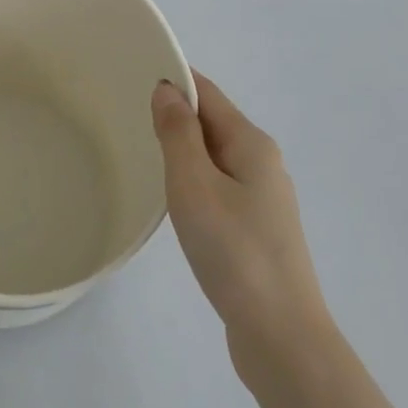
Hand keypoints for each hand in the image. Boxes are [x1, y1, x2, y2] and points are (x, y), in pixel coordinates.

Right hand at [152, 74, 330, 379]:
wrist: (281, 335)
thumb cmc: (233, 251)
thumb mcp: (194, 185)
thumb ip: (178, 133)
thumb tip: (168, 88)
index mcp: (251, 144)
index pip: (208, 93)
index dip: (175, 79)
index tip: (135, 72)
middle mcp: (263, 163)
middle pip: (213, 122)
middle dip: (175, 113)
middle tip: (127, 113)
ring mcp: (264, 199)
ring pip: (215, 157)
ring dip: (183, 149)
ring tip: (142, 151)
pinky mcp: (258, 229)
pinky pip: (219, 186)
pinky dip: (193, 179)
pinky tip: (174, 199)